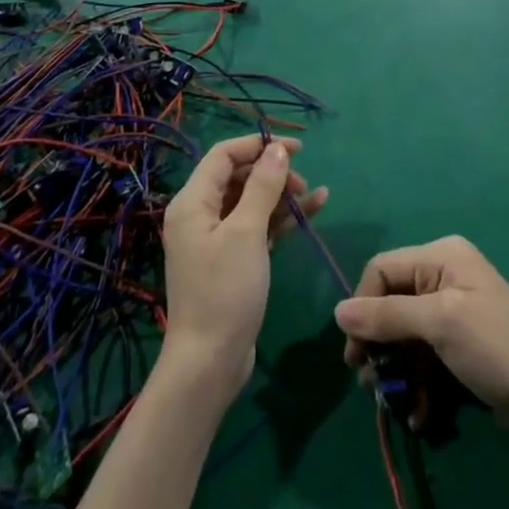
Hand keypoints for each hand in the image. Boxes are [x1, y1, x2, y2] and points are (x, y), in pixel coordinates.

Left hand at [161, 136, 325, 399]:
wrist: (210, 362)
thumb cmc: (224, 291)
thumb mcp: (246, 233)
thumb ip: (263, 187)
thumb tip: (277, 149)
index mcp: (192, 202)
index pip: (224, 155)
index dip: (258, 145)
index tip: (296, 148)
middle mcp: (200, 215)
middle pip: (238, 176)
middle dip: (273, 172)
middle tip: (303, 182)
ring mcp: (216, 239)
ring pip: (252, 201)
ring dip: (282, 195)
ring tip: (316, 195)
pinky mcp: (233, 260)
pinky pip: (258, 226)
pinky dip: (282, 218)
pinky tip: (314, 210)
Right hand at [334, 236, 508, 435]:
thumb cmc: (495, 347)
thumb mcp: (440, 324)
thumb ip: (388, 315)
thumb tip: (338, 311)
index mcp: (441, 257)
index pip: (382, 269)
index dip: (363, 306)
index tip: (356, 350)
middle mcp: (443, 276)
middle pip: (390, 303)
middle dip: (377, 344)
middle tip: (366, 381)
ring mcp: (452, 311)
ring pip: (403, 335)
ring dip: (394, 370)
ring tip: (390, 402)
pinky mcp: (458, 344)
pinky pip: (423, 356)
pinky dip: (416, 384)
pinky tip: (418, 414)